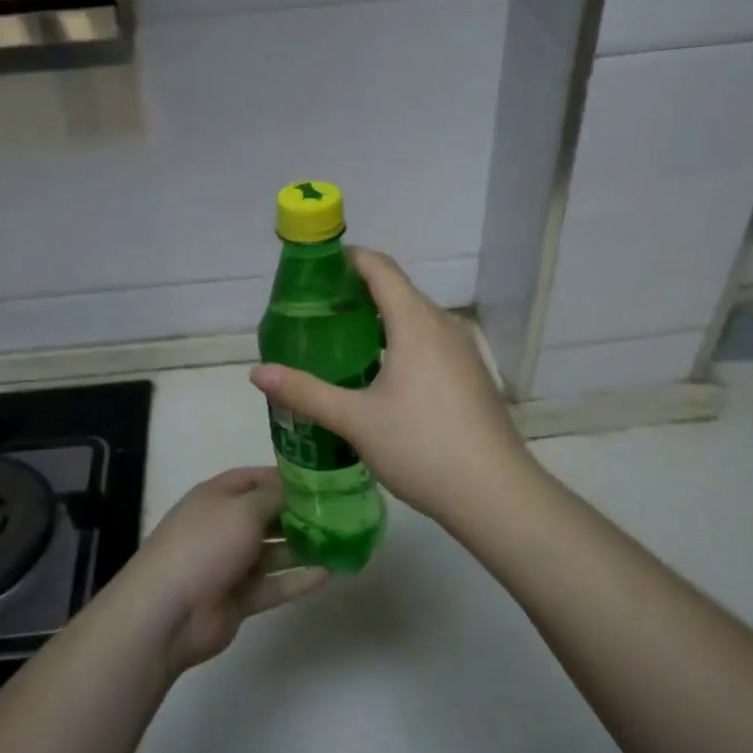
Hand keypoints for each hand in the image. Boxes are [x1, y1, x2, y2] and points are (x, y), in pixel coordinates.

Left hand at [122, 467, 327, 673]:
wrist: (168, 611)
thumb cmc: (205, 545)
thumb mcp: (243, 509)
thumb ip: (275, 498)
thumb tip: (298, 491)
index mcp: (218, 496)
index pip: (256, 479)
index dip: (286, 478)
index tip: (322, 481)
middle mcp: (225, 525)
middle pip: (268, 514)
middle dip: (300, 513)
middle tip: (342, 513)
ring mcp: (231, 563)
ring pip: (274, 551)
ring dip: (304, 547)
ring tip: (343, 542)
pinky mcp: (239, 597)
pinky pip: (274, 584)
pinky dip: (298, 579)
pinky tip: (329, 574)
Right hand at [250, 247, 534, 527]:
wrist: (495, 493)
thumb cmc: (422, 447)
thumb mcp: (356, 420)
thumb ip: (305, 392)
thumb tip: (257, 372)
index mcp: (415, 322)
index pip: (380, 268)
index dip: (347, 259)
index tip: (315, 269)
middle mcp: (443, 325)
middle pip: (397, 290)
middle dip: (357, 292)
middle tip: (316, 312)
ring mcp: (463, 350)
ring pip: (415, 318)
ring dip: (379, 320)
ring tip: (341, 341)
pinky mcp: (471, 375)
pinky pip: (429, 341)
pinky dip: (400, 341)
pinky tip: (380, 374)